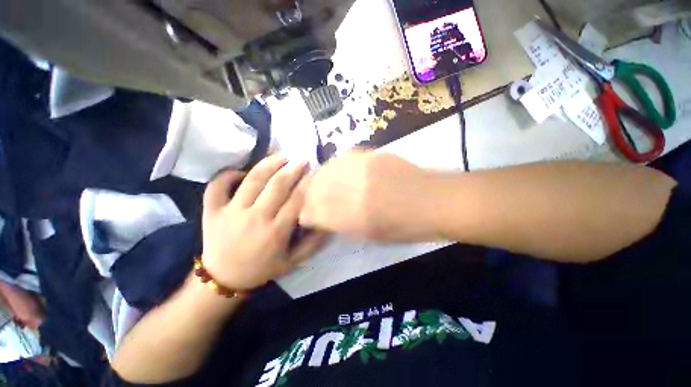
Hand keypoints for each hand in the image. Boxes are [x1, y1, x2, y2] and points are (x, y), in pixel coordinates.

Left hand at [202, 156, 325, 290]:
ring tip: (281, 156)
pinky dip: (228, 174)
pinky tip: (240, 171)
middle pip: (277, 186)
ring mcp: (231, 213)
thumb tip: (326, 225)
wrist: (223, 280)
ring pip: (252, 180)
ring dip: (269, 164)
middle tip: (302, 160)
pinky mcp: (212, 211)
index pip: (296, 200)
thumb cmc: (261, 269)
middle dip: (293, 169)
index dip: (307, 184)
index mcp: (276, 232)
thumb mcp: (292, 262)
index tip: (314, 173)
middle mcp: (255, 219)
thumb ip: (311, 244)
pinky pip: (218, 186)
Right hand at [300, 151, 433, 240]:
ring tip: (321, 185)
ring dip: (319, 179)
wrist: (432, 200)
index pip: (313, 213)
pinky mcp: (370, 154)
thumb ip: (341, 224)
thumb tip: (322, 217)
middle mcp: (353, 189)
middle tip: (310, 200)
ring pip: (325, 170)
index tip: (306, 217)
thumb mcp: (370, 235)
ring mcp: (361, 168)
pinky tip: (338, 172)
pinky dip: (335, 167)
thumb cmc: (404, 227)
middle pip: (314, 188)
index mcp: (352, 216)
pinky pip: (342, 158)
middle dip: (307, 195)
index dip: (306, 215)